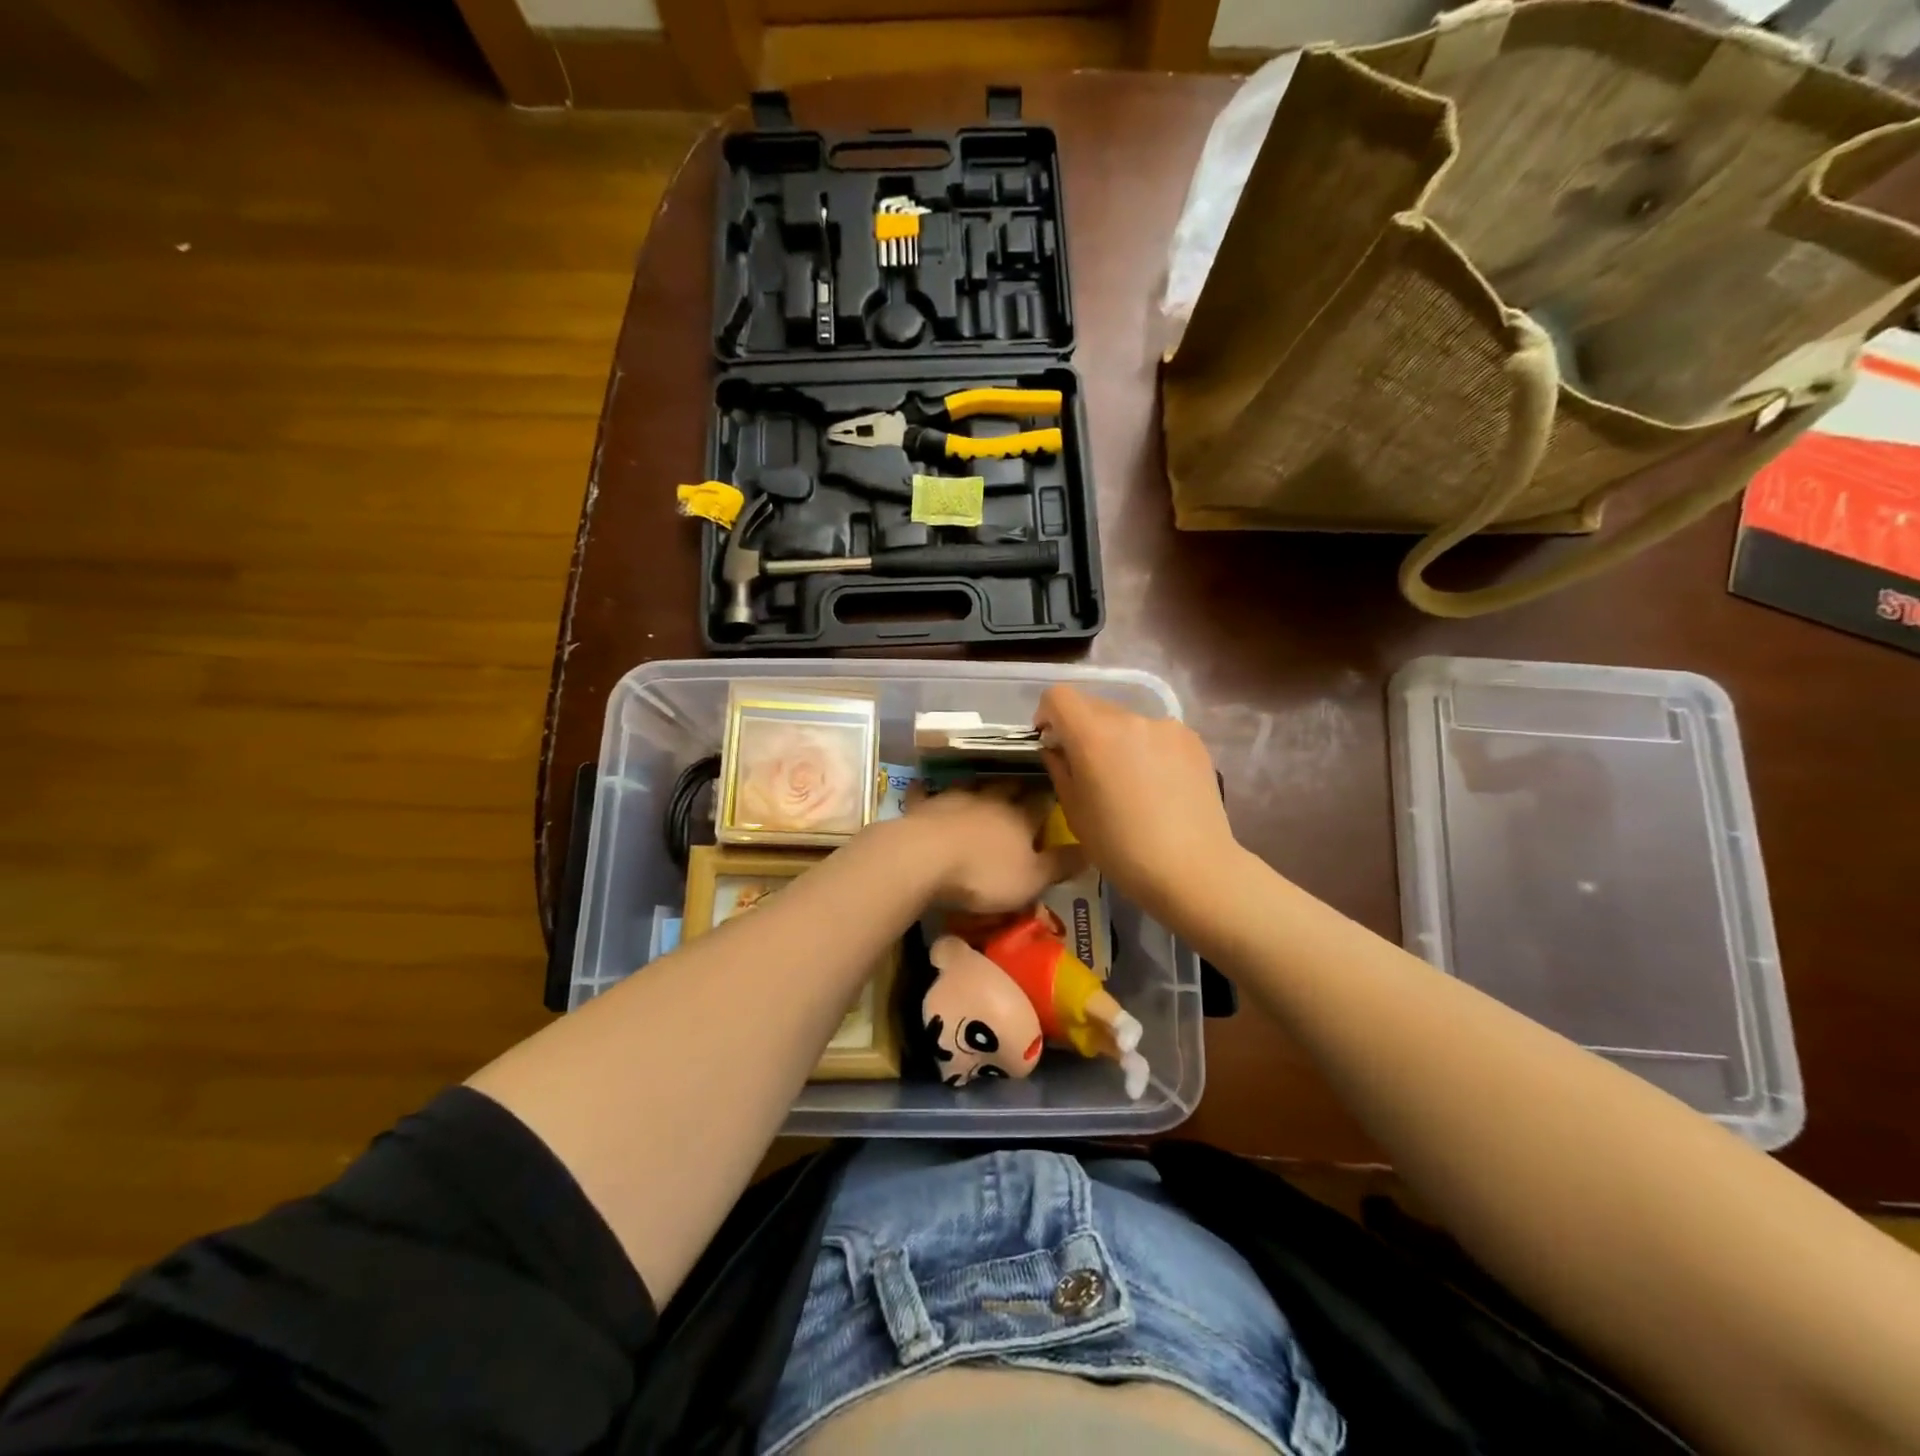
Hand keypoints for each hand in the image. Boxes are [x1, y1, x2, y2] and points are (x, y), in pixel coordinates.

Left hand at [900, 781, 1080, 913]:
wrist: (925, 858)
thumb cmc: (984, 874)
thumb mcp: (1032, 879)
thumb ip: (1060, 864)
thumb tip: (1091, 850)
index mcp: (1021, 817)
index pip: (1042, 801)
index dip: (1050, 797)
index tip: (1058, 790)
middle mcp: (990, 799)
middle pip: (1008, 787)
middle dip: (1018, 785)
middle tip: (1024, 783)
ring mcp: (954, 799)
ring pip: (972, 785)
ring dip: (979, 784)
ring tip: (984, 783)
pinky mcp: (923, 806)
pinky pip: (926, 794)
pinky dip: (928, 791)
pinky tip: (926, 786)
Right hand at [1035, 686, 1237, 920]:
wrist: (1192, 868)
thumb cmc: (1121, 848)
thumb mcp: (1074, 812)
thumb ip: (1060, 769)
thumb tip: (1057, 749)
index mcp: (1093, 734)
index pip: (1059, 696)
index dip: (1047, 714)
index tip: (1052, 742)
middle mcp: (1130, 719)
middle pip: (1093, 706)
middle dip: (1082, 729)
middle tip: (1088, 768)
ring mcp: (1166, 727)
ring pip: (1127, 722)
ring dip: (1117, 740)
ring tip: (1129, 782)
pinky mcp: (1192, 740)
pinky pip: (1156, 734)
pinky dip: (1147, 749)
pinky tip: (1158, 786)